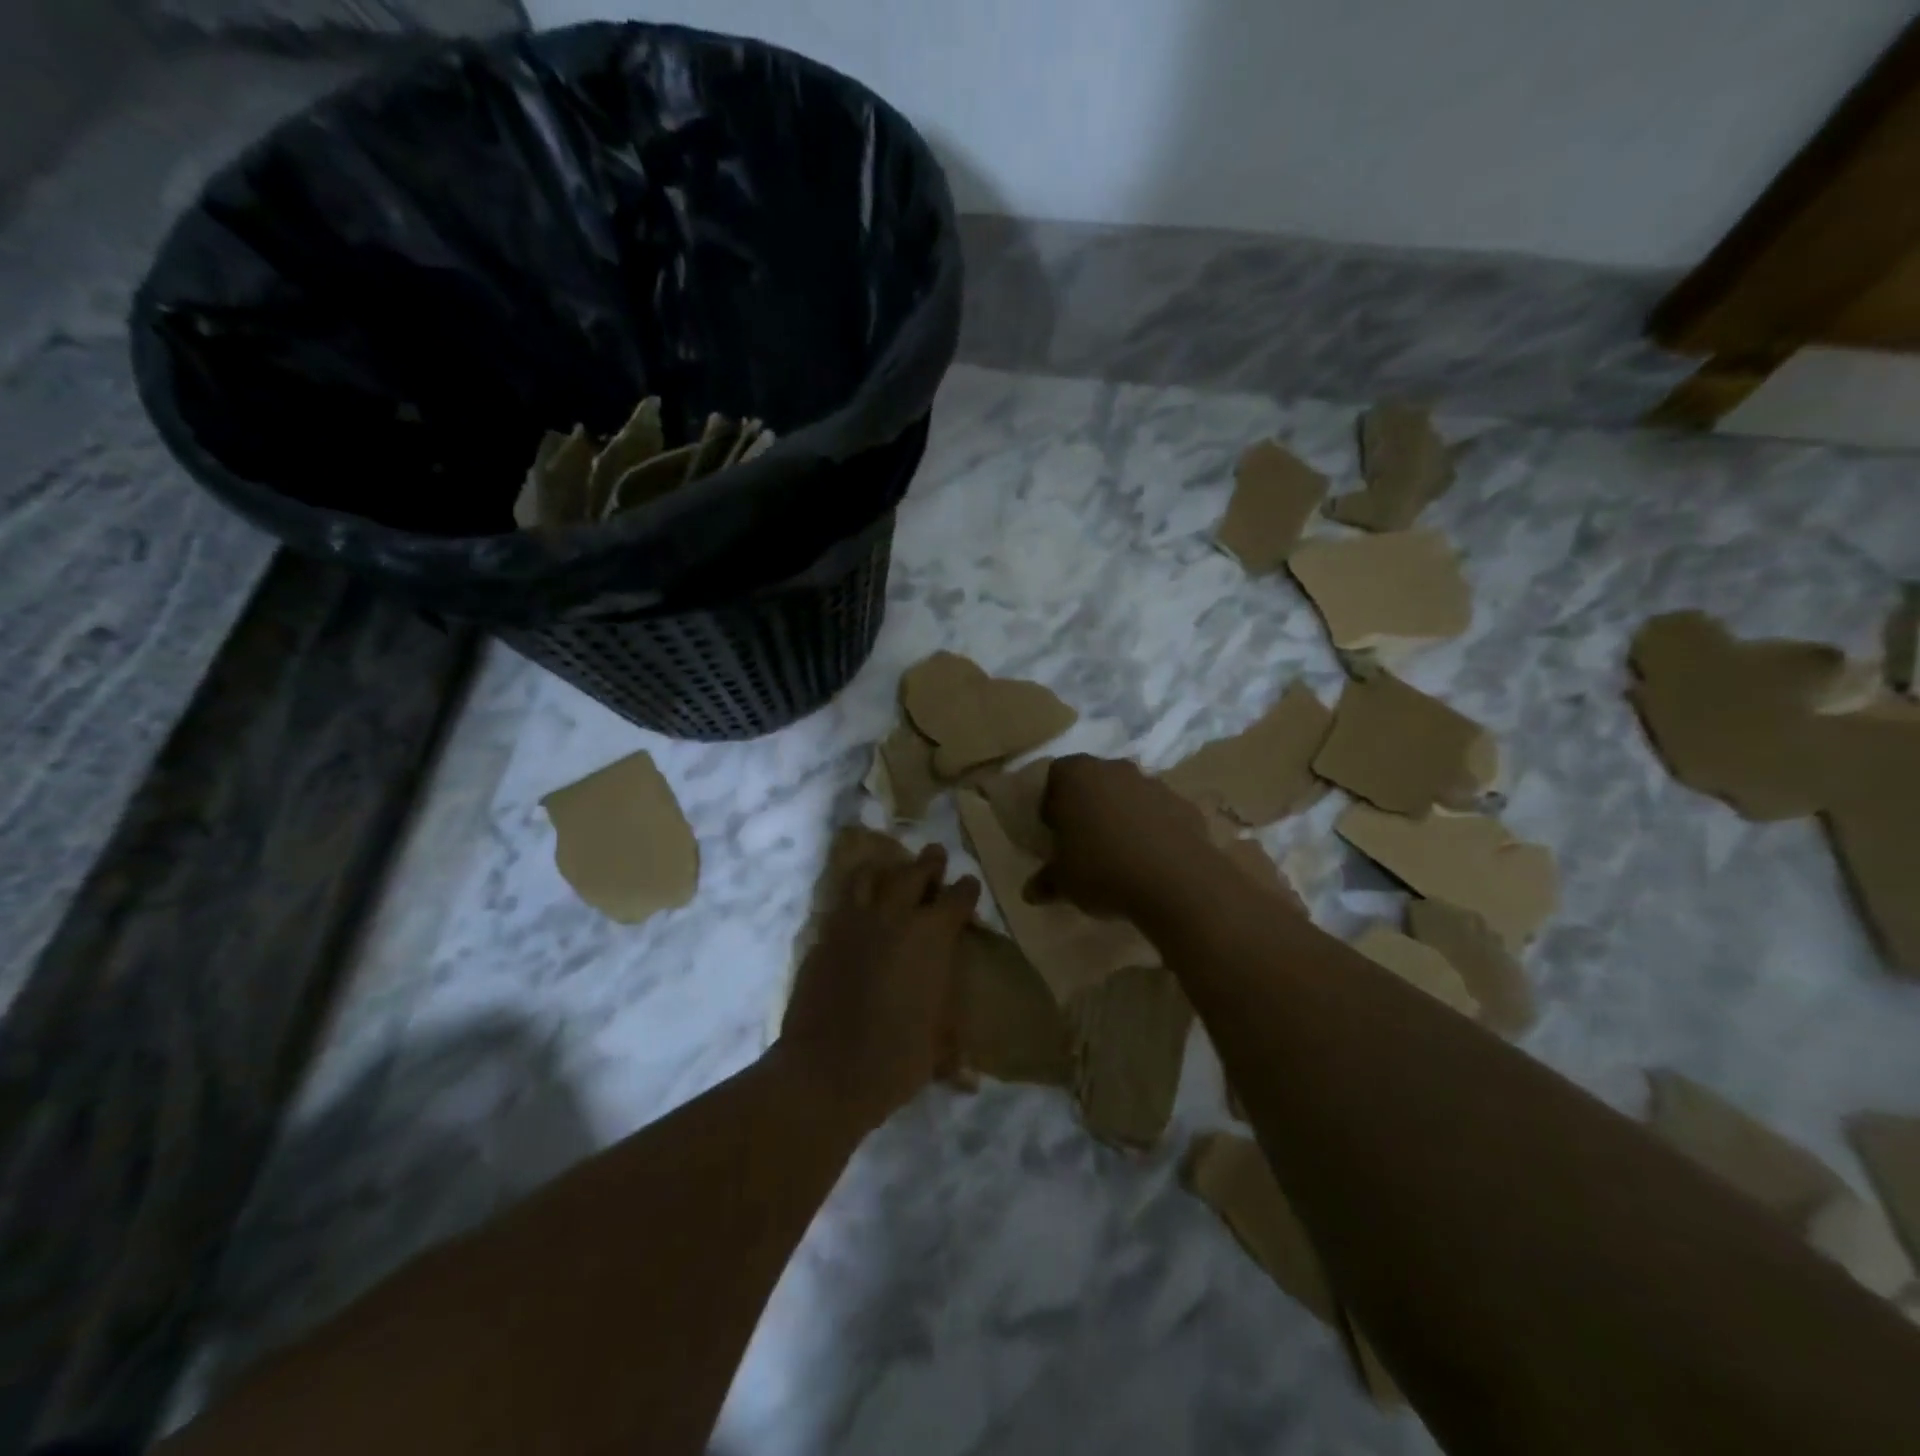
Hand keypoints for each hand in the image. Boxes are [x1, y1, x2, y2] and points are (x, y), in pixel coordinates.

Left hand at [778, 844, 980, 1131]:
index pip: (956, 899)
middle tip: (935, 854)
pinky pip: (841, 904)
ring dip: (884, 870)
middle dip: (928, 863)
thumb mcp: (936, 1053)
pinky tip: (855, 907)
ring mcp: (853, 924)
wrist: (825, 1071)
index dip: (966, 889)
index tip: (969, 883)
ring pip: (869, 877)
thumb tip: (968, 1077)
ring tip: (889, 869)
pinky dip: (852, 898)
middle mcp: (894, 919)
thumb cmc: (895, 1060)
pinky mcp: (823, 937)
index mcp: (931, 938)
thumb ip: (952, 1050)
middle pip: (913, 874)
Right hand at [1036, 755, 1215, 917]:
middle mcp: (1115, 769)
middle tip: (1084, 841)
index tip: (1054, 830)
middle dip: (1089, 805)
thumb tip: (1030, 892)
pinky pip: (1160, 813)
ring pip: (1129, 795)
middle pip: (1095, 780)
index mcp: (1077, 776)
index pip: (1056, 776)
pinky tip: (1152, 861)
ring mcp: (1154, 784)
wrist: (1175, 881)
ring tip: (1121, 854)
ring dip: (1123, 815)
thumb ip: (1045, 881)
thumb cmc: (1102, 870)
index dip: (1052, 801)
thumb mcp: (1062, 882)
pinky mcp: (1184, 805)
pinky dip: (1154, 830)